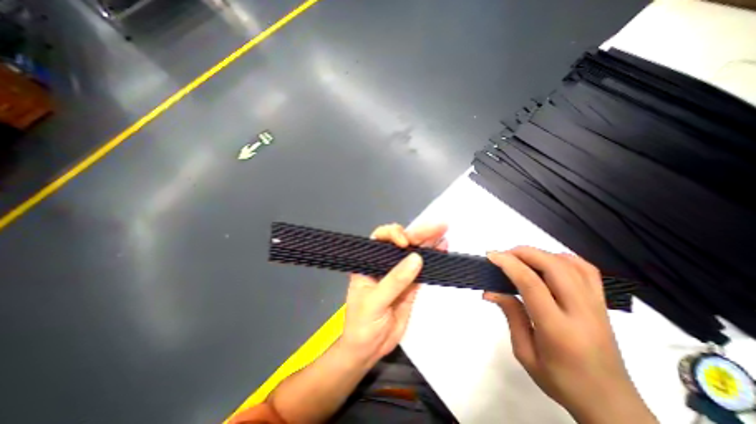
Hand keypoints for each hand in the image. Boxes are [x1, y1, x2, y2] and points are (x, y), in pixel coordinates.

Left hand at [341, 223, 446, 366]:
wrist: (369, 349)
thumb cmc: (362, 324)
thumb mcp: (374, 302)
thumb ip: (395, 281)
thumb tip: (417, 258)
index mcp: (368, 262)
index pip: (380, 238)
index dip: (393, 234)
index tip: (404, 243)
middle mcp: (384, 263)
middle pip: (401, 242)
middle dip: (418, 233)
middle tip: (438, 226)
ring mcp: (399, 273)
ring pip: (414, 253)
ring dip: (428, 242)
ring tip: (443, 233)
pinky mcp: (411, 284)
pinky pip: (423, 268)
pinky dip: (432, 259)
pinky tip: (442, 249)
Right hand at [484, 247, 656, 421]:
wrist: (611, 404)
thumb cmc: (561, 381)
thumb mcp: (525, 353)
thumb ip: (511, 315)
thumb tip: (491, 291)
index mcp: (558, 330)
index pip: (532, 284)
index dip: (509, 264)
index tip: (491, 256)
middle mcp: (582, 312)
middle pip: (553, 266)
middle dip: (523, 253)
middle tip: (502, 255)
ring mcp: (597, 306)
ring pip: (570, 264)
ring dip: (540, 254)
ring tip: (519, 258)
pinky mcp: (602, 304)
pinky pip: (586, 270)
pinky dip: (563, 258)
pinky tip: (547, 262)